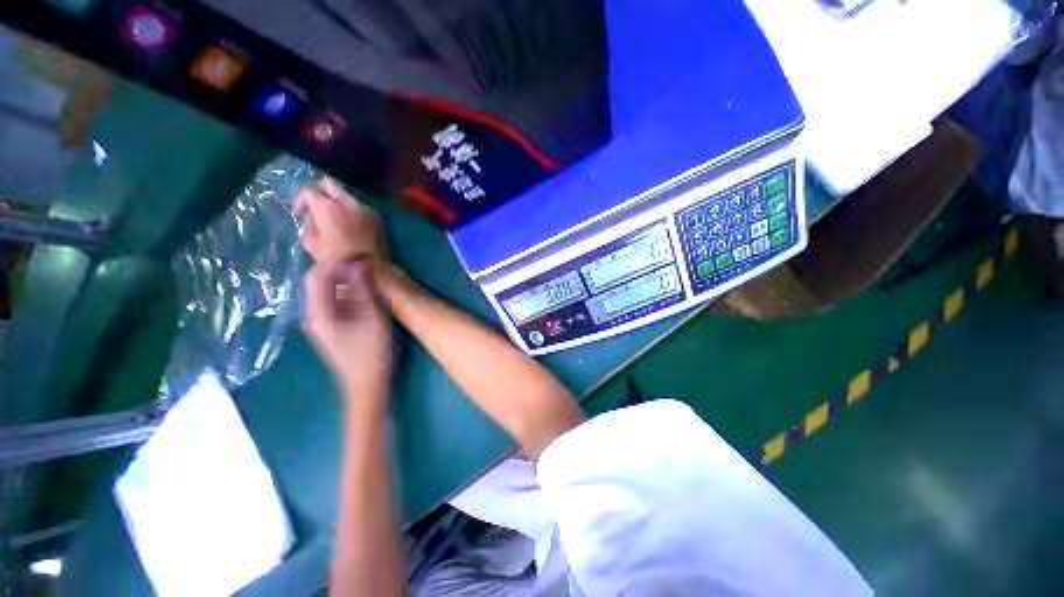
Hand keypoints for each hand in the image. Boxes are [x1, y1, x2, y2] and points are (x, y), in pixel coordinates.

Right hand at [296, 178, 386, 266]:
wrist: (373, 268)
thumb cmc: (339, 261)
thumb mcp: (313, 245)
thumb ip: (309, 225)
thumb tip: (312, 216)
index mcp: (328, 208)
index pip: (308, 190)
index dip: (300, 200)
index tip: (300, 213)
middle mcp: (348, 202)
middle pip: (329, 183)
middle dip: (319, 191)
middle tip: (315, 206)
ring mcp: (365, 207)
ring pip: (345, 194)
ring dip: (336, 201)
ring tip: (332, 219)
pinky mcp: (376, 216)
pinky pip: (359, 206)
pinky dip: (350, 210)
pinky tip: (348, 225)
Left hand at [304, 260, 392, 407]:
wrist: (366, 384)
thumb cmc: (372, 352)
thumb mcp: (372, 318)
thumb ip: (363, 290)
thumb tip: (358, 263)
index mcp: (320, 312)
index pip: (319, 275)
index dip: (337, 261)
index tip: (360, 254)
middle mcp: (314, 315)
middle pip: (318, 282)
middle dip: (338, 268)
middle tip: (365, 263)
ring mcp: (321, 323)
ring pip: (325, 291)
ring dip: (342, 279)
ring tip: (366, 275)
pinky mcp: (330, 329)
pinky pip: (332, 301)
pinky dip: (345, 292)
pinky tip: (363, 294)